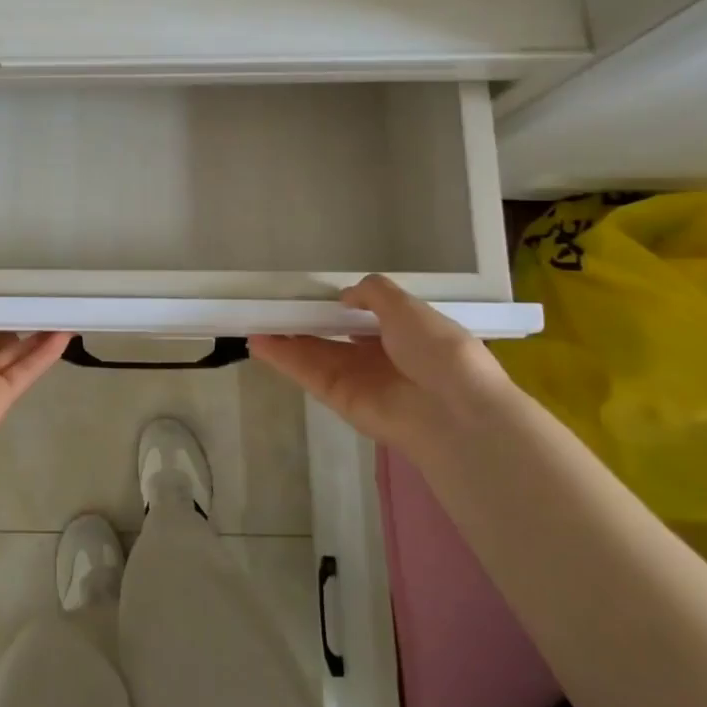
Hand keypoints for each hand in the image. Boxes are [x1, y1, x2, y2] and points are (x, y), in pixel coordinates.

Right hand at [249, 275, 503, 449]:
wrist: (453, 412)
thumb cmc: (438, 352)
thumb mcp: (409, 309)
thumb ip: (374, 294)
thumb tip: (345, 295)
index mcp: (403, 334)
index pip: (365, 318)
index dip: (339, 306)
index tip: (312, 293)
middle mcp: (378, 357)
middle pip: (332, 337)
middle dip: (304, 322)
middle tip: (272, 306)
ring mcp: (356, 379)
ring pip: (313, 354)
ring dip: (285, 338)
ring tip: (253, 319)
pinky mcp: (338, 398)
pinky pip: (307, 373)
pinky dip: (283, 358)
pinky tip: (259, 341)